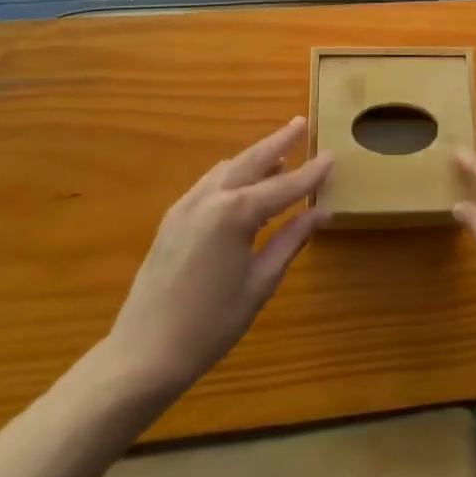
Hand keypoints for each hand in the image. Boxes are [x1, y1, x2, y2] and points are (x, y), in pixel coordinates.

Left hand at [99, 118, 329, 403]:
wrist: (143, 353)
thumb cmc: (210, 324)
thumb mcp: (260, 283)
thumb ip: (290, 240)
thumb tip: (320, 212)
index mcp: (236, 213)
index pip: (284, 186)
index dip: (310, 172)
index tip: (332, 156)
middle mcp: (210, 197)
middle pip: (252, 160)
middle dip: (279, 142)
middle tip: (301, 123)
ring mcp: (187, 205)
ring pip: (228, 168)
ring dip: (255, 156)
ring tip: (280, 153)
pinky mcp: (173, 217)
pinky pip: (210, 182)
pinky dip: (233, 173)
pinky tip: (244, 182)